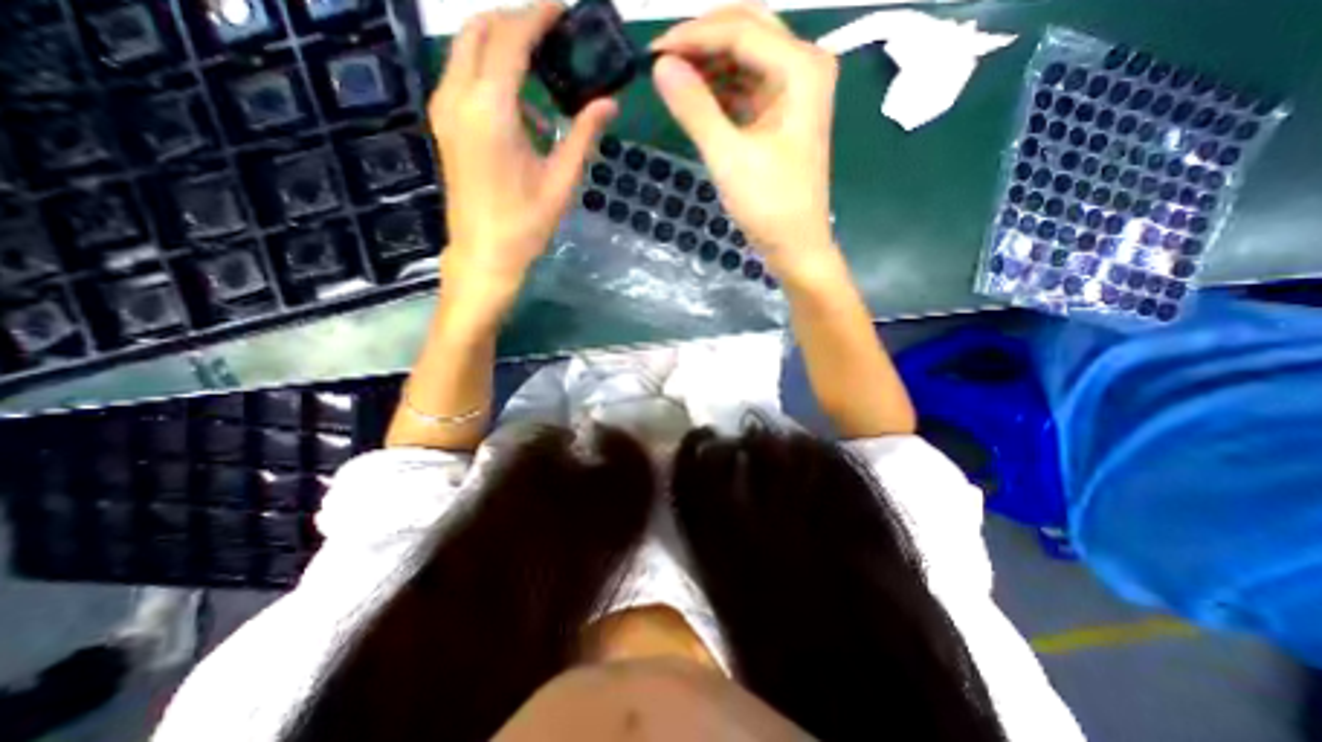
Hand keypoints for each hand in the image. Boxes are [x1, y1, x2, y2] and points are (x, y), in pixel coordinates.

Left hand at [435, 1, 619, 313]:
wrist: (484, 254)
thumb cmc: (526, 223)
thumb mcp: (561, 180)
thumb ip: (583, 135)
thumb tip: (609, 103)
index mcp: (490, 110)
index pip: (511, 39)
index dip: (537, 16)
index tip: (562, 7)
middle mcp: (458, 97)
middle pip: (479, 31)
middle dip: (515, 22)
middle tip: (551, 33)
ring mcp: (444, 110)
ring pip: (467, 51)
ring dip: (502, 49)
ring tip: (543, 73)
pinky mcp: (444, 125)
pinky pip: (464, 79)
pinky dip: (491, 76)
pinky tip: (524, 111)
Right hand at [649, 5, 835, 282]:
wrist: (795, 245)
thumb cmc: (769, 205)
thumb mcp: (728, 157)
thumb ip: (695, 108)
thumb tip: (660, 66)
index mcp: (800, 68)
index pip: (740, 30)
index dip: (692, 36)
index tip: (652, 53)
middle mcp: (803, 67)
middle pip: (747, 32)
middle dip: (702, 42)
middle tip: (662, 60)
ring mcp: (794, 92)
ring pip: (745, 59)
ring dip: (709, 65)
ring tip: (673, 79)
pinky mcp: (782, 115)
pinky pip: (747, 87)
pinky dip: (720, 90)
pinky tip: (696, 97)